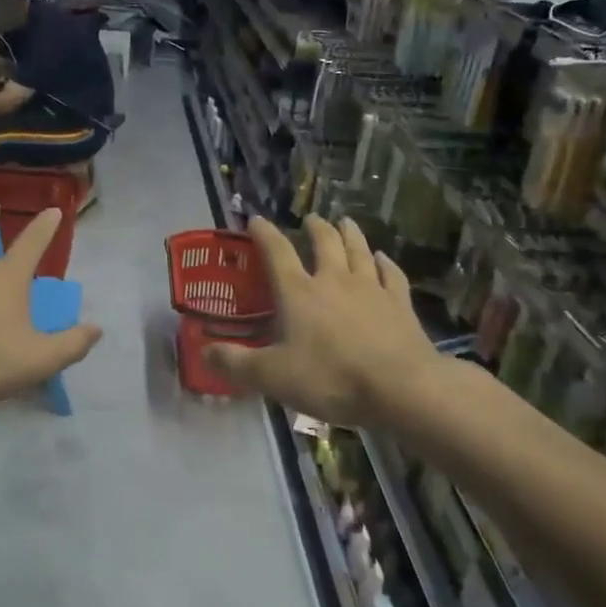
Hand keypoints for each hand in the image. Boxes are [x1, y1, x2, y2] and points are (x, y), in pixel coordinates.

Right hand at [205, 215, 440, 426]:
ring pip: (359, 250)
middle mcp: (334, 280)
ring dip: (350, 233)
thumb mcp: (272, 377)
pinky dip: (385, 262)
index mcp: (299, 292)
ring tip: (345, 221)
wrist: (401, 388)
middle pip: (325, 242)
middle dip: (315, 227)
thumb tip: (204, 351)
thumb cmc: (331, 378)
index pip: (277, 252)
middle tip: (311, 218)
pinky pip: (391, 274)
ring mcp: (371, 289)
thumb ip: (236, 363)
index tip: (255, 219)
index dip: (264, 234)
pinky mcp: (400, 304)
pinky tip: (383, 258)